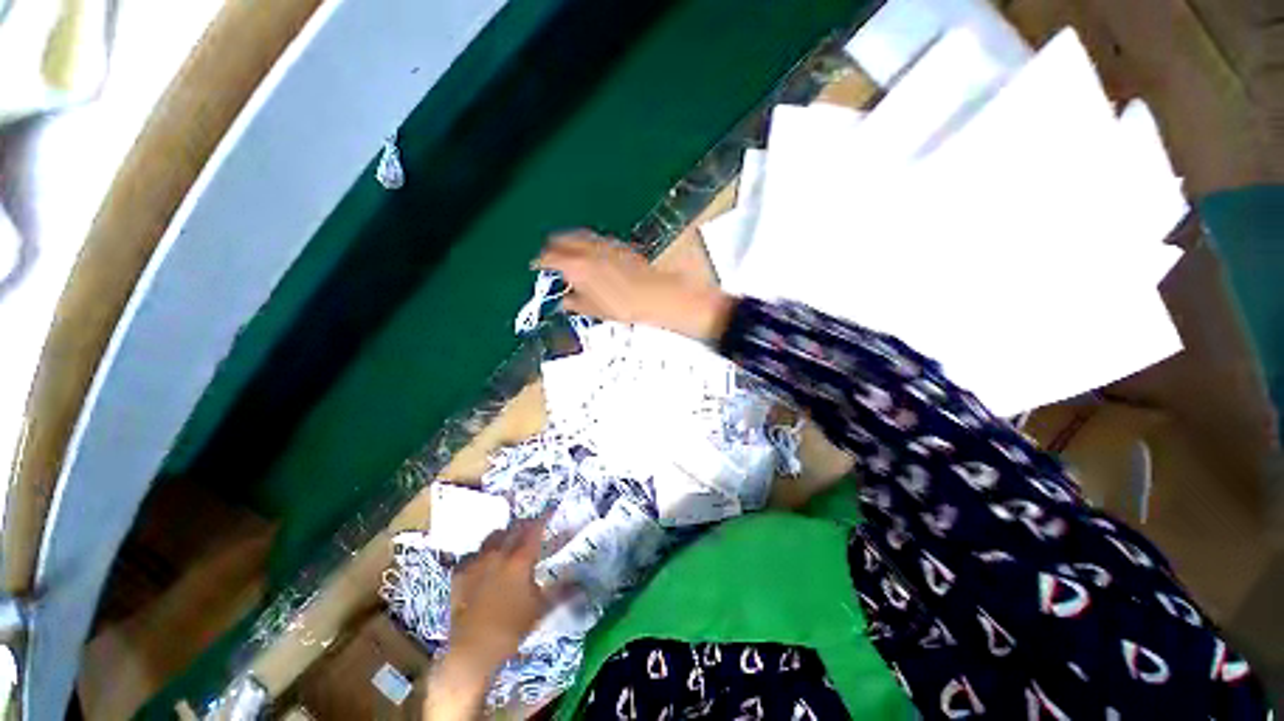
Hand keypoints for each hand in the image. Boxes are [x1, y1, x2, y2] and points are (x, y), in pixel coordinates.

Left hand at [426, 517, 552, 720]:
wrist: (472, 649)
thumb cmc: (511, 628)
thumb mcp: (540, 608)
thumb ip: (561, 590)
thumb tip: (581, 582)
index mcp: (520, 559)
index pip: (535, 529)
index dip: (544, 518)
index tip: (551, 512)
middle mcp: (498, 553)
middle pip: (513, 528)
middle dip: (524, 525)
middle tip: (531, 529)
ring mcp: (476, 561)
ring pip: (492, 536)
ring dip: (503, 536)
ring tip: (507, 543)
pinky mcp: (459, 573)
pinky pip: (472, 554)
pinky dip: (481, 554)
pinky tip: (483, 563)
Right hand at [537, 229, 735, 341]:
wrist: (658, 295)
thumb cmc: (625, 307)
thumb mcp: (595, 310)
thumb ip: (576, 302)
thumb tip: (565, 301)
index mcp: (578, 266)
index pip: (549, 257)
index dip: (540, 261)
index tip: (537, 266)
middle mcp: (589, 250)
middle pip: (562, 239)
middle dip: (553, 247)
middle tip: (549, 257)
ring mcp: (605, 245)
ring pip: (579, 235)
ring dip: (570, 242)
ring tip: (568, 253)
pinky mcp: (620, 245)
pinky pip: (597, 239)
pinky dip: (587, 243)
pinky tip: (592, 254)